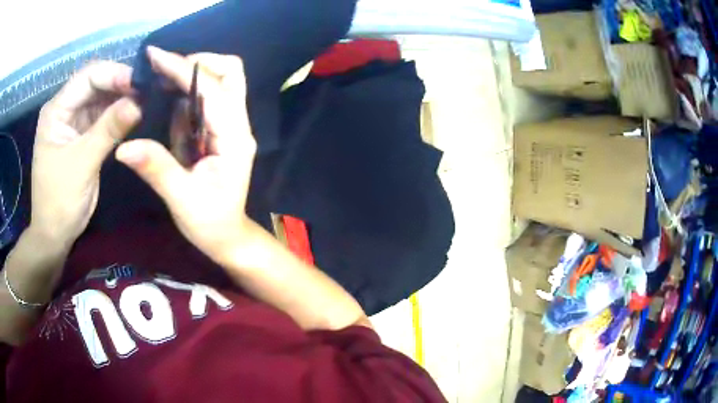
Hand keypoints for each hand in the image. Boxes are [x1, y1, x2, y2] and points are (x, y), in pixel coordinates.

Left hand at [32, 62, 140, 247]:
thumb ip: (108, 130)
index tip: (141, 83)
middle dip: (120, 84)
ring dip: (121, 98)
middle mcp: (64, 108)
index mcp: (56, 110)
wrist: (54, 235)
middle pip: (95, 83)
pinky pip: (102, 116)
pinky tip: (134, 114)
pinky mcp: (82, 135)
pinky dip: (118, 114)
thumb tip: (139, 103)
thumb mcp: (82, 164)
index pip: (87, 76)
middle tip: (148, 91)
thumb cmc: (59, 202)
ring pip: (100, 98)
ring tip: (146, 100)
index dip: (114, 74)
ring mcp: (73, 121)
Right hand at [116, 47, 256, 264]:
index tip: (155, 56)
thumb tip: (123, 147)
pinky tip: (168, 99)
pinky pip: (207, 100)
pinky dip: (188, 92)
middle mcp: (237, 124)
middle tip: (162, 68)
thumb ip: (155, 169)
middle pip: (229, 73)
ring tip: (159, 79)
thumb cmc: (210, 223)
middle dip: (196, 62)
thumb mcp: (181, 199)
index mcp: (234, 137)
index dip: (182, 68)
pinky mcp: (219, 130)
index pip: (212, 88)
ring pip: (221, 81)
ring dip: (191, 74)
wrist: (228, 236)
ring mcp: (231, 125)